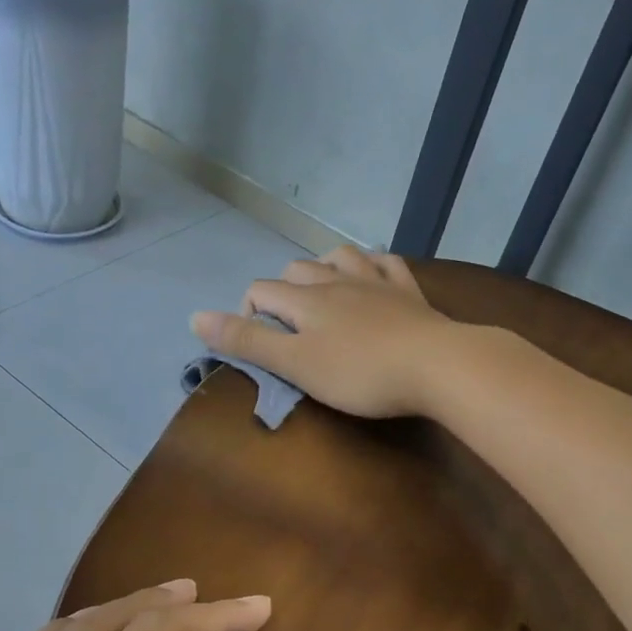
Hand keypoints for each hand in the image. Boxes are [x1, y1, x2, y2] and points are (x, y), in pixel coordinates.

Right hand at [191, 246, 457, 418]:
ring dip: (323, 269)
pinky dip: (373, 265)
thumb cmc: (359, 373)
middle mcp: (336, 280)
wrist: (436, 365)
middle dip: (282, 291)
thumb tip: (195, 317)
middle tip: (287, 329)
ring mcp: (376, 281)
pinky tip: (373, 275)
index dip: (247, 314)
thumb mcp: (295, 365)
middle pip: (297, 270)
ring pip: (339, 256)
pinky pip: (386, 262)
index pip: (261, 291)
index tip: (256, 347)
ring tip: (322, 293)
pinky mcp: (410, 291)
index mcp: (305, 299)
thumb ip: (247, 341)